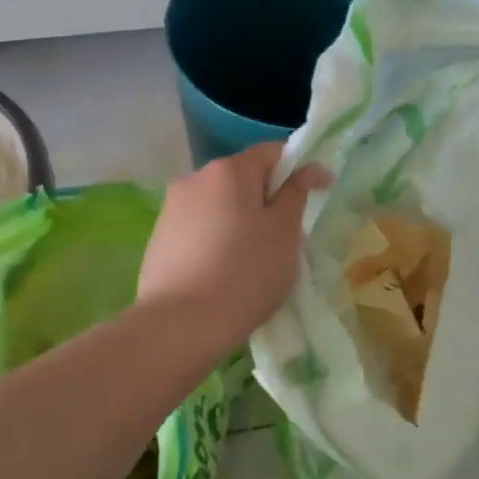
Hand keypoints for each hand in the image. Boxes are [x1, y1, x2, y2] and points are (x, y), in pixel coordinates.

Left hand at [138, 142, 321, 354]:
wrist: (179, 326)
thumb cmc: (244, 273)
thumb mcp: (284, 232)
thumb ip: (297, 193)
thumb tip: (309, 167)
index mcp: (228, 170)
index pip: (272, 152)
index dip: (299, 167)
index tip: (319, 193)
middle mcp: (195, 179)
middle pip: (243, 178)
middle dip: (268, 199)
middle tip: (287, 237)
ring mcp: (171, 209)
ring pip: (220, 205)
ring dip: (241, 221)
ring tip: (255, 259)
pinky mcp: (159, 239)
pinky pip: (200, 228)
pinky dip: (218, 240)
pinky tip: (224, 273)